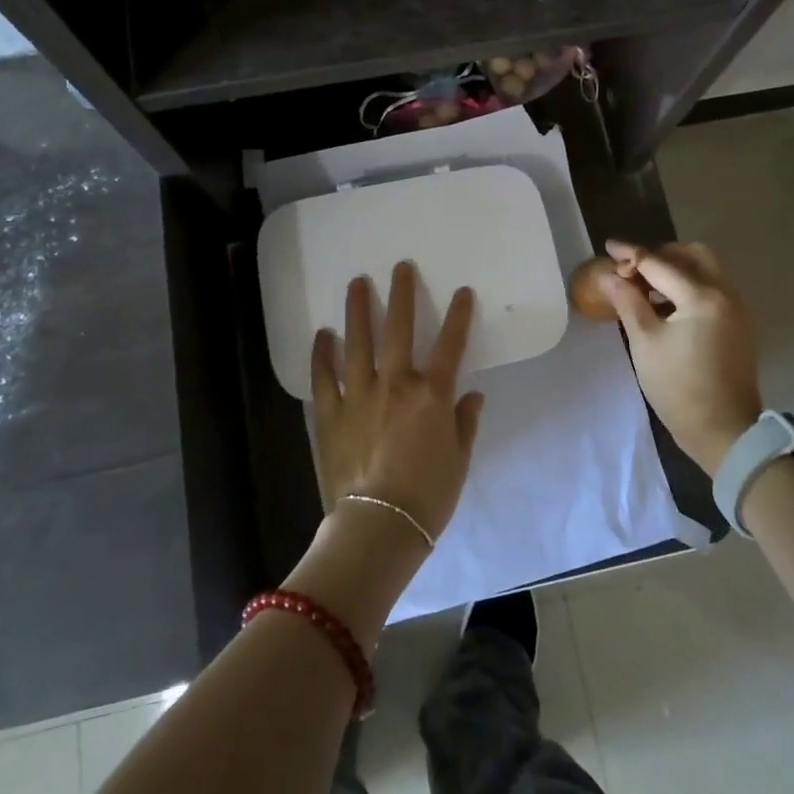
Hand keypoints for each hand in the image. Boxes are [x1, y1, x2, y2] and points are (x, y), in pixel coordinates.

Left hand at [310, 261, 485, 542]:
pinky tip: (322, 334)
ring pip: (357, 342)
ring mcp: (358, 396)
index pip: (450, 345)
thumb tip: (471, 395)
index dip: (458, 316)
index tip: (462, 291)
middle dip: (402, 295)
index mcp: (431, 395)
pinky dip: (322, 353)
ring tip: (357, 283)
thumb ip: (464, 423)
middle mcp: (394, 384)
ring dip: (358, 310)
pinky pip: (323, 377)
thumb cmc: (428, 497)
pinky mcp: (329, 414)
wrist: (378, 527)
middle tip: (399, 267)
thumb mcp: (459, 460)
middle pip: (399, 330)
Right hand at [600, 240, 760, 474]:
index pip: (660, 264)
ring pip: (706, 270)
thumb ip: (628, 302)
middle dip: (661, 255)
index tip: (608, 247)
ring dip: (676, 269)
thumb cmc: (679, 388)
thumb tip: (609, 275)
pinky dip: (689, 286)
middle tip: (634, 268)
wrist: (724, 432)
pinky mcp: (738, 325)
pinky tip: (667, 305)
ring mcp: (736, 310)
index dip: (631, 254)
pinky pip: (713, 289)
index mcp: (702, 297)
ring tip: (646, 287)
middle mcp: (725, 294)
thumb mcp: (645, 343)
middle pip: (693, 255)